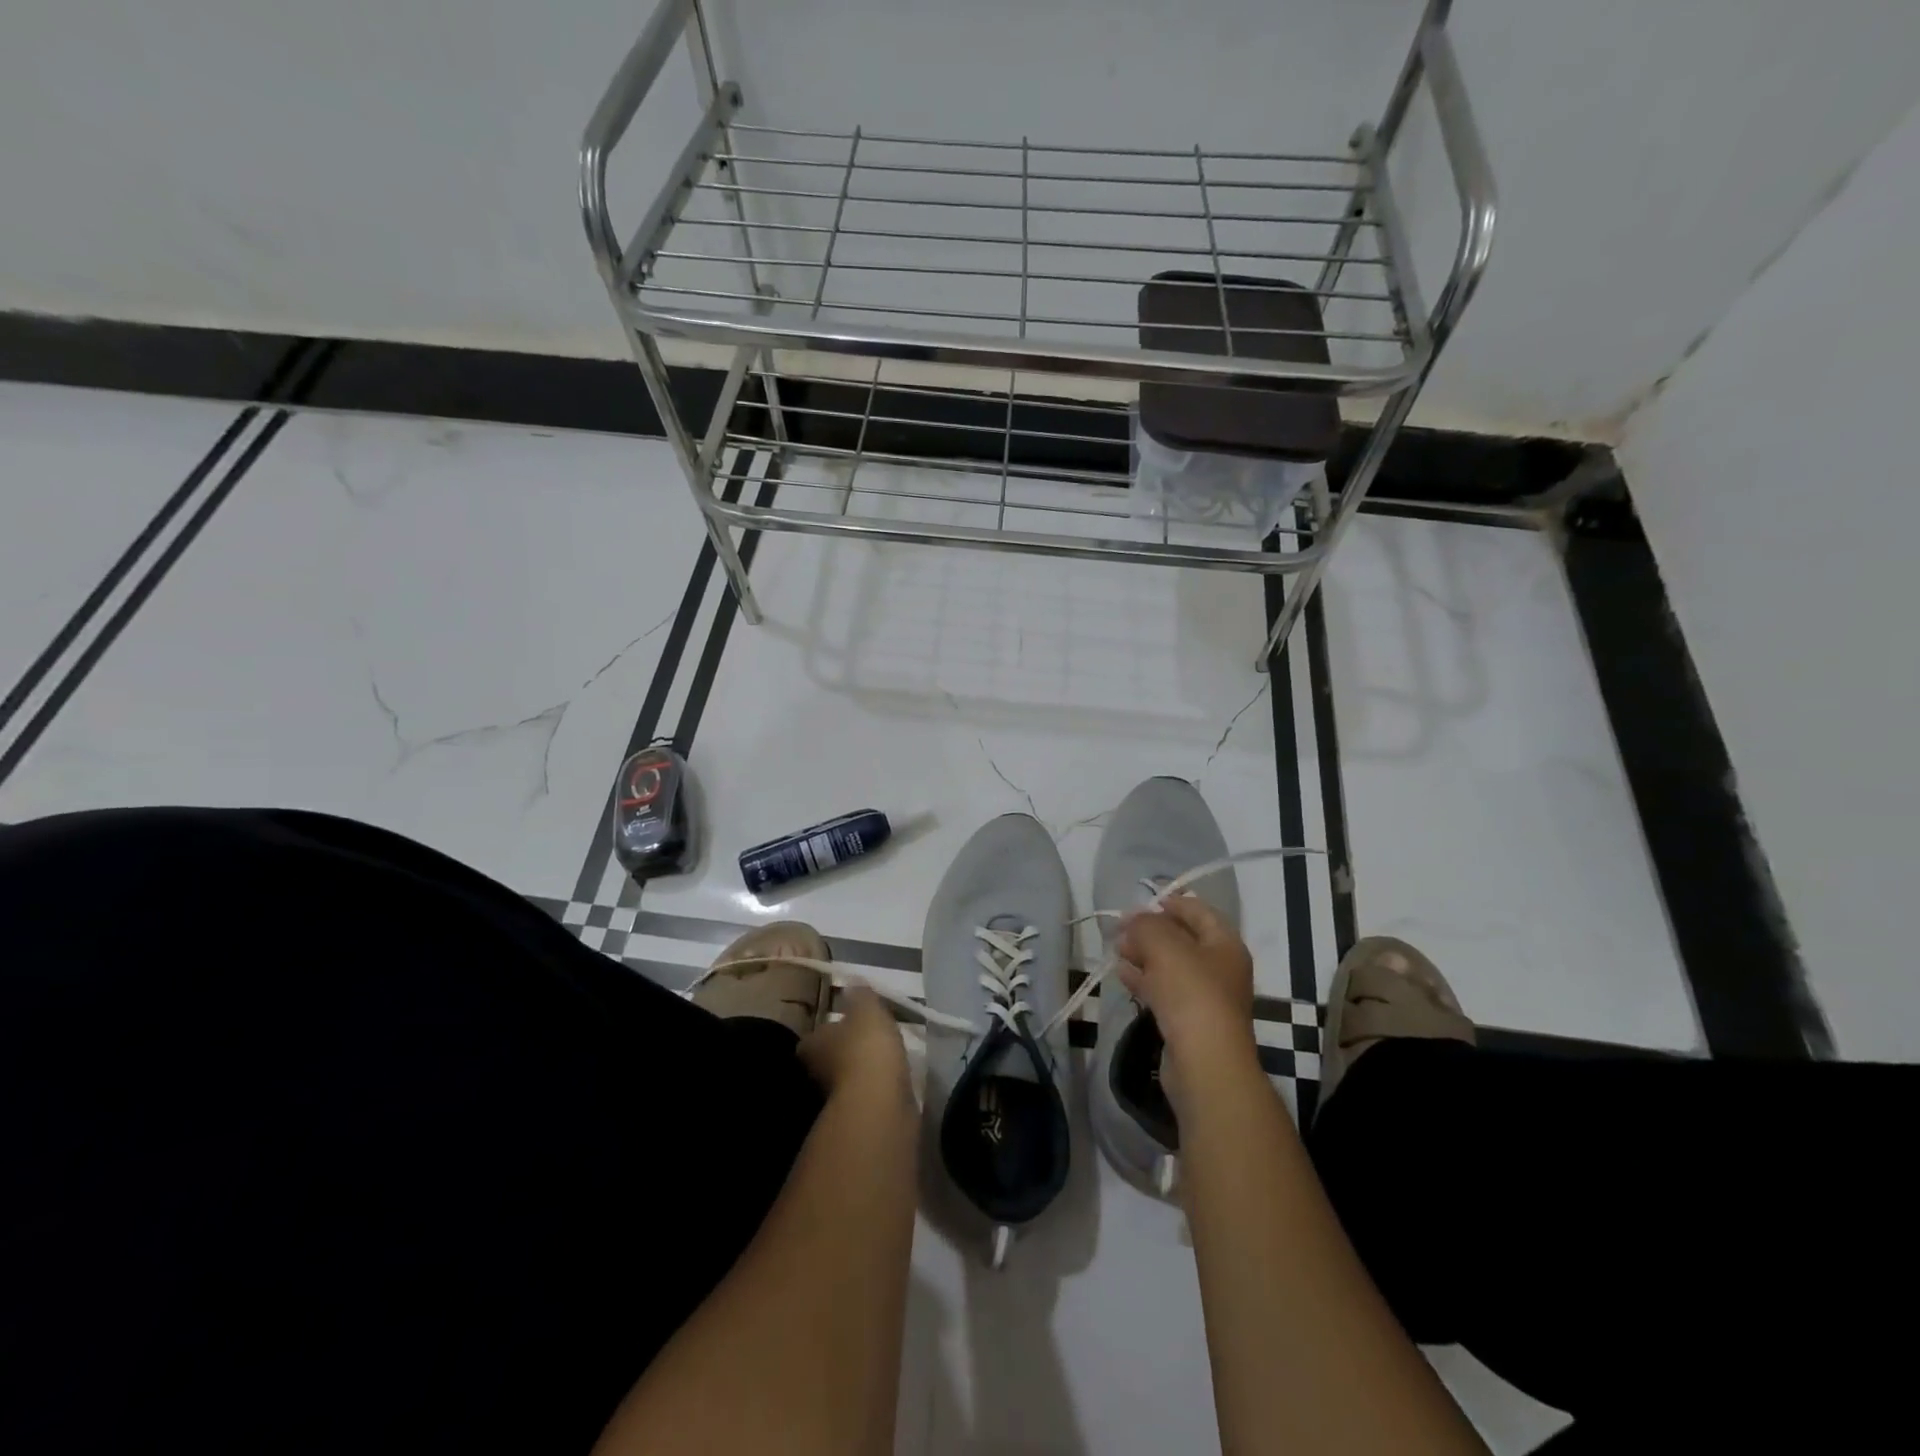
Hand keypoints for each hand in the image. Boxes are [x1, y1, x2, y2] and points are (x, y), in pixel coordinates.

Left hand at [798, 984, 913, 1110]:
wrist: (880, 1104)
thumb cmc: (866, 1048)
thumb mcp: (866, 1009)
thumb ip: (860, 995)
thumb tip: (851, 981)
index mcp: (811, 1045)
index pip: (813, 1036)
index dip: (828, 1029)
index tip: (846, 1022)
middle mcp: (816, 1074)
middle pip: (828, 1058)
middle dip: (846, 1050)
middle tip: (868, 1038)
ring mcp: (835, 1100)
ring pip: (848, 1078)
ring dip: (862, 1070)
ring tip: (885, 1057)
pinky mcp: (858, 1117)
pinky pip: (867, 1095)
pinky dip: (876, 1087)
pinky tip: (892, 1079)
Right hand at [1114, 894, 1257, 1085]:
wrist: (1204, 1062)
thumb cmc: (1191, 993)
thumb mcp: (1164, 946)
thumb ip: (1146, 925)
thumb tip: (1132, 920)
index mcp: (1225, 945)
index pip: (1199, 911)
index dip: (1171, 902)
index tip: (1141, 902)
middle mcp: (1220, 968)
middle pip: (1183, 939)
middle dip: (1151, 930)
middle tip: (1121, 928)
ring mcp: (1205, 997)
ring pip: (1171, 966)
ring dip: (1144, 955)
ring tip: (1117, 949)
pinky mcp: (1189, 1022)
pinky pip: (1164, 991)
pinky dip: (1144, 980)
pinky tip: (1122, 974)